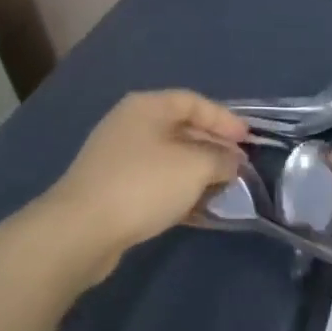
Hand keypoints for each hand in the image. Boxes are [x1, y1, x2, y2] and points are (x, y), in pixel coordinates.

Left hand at [44, 91, 248, 280]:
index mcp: (147, 107)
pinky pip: (155, 181)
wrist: (82, 229)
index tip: (249, 140)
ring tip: (223, 188)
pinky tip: (197, 208)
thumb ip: (221, 158)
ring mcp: (118, 157)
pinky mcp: (112, 187)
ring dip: (197, 171)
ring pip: (169, 157)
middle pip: (181, 128)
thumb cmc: (144, 184)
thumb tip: (231, 161)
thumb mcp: (195, 166)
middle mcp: (130, 124)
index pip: (194, 101)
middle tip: (239, 166)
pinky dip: (178, 189)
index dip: (225, 119)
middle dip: (213, 146)